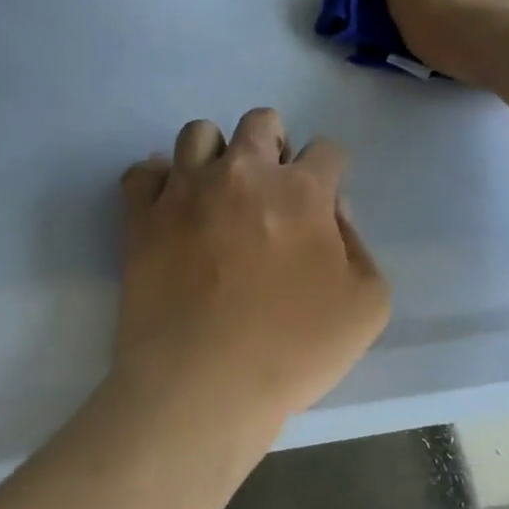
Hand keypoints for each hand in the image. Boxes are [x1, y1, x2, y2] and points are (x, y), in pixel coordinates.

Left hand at [109, 109, 389, 445]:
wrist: (202, 386)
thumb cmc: (291, 351)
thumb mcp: (367, 306)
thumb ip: (359, 245)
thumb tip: (333, 211)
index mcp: (300, 191)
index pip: (326, 149)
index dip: (329, 172)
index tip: (321, 203)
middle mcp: (242, 173)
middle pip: (261, 122)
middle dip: (274, 144)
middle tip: (271, 189)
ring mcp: (185, 190)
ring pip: (198, 133)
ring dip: (216, 153)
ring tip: (218, 192)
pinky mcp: (141, 216)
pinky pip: (142, 172)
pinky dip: (158, 181)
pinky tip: (170, 206)